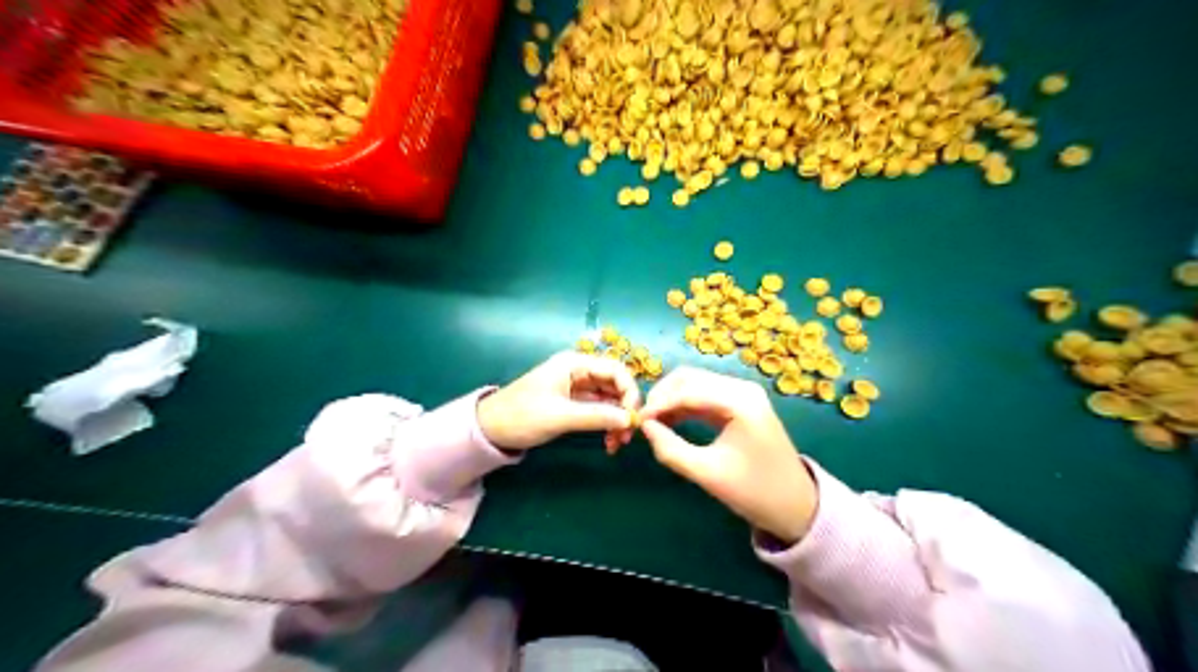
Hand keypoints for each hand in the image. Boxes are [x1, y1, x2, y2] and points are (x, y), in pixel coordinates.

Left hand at [480, 353, 646, 450]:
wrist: (489, 430)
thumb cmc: (521, 416)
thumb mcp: (560, 416)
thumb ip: (596, 416)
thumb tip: (630, 420)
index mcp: (575, 363)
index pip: (616, 370)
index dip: (630, 392)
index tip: (633, 419)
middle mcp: (579, 371)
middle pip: (616, 385)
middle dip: (626, 409)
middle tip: (627, 437)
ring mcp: (577, 387)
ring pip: (610, 400)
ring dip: (617, 420)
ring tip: (616, 444)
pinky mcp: (573, 403)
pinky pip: (599, 410)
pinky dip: (606, 424)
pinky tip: (608, 442)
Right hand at [641, 366, 820, 542]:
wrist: (796, 505)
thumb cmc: (754, 492)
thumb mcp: (708, 474)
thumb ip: (671, 450)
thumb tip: (645, 428)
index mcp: (740, 402)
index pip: (688, 390)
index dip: (659, 403)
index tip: (637, 421)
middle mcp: (742, 388)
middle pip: (690, 378)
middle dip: (663, 395)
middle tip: (643, 420)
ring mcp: (743, 394)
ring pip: (696, 383)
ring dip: (672, 398)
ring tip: (653, 422)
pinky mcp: (740, 404)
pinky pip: (705, 395)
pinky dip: (685, 404)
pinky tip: (670, 421)